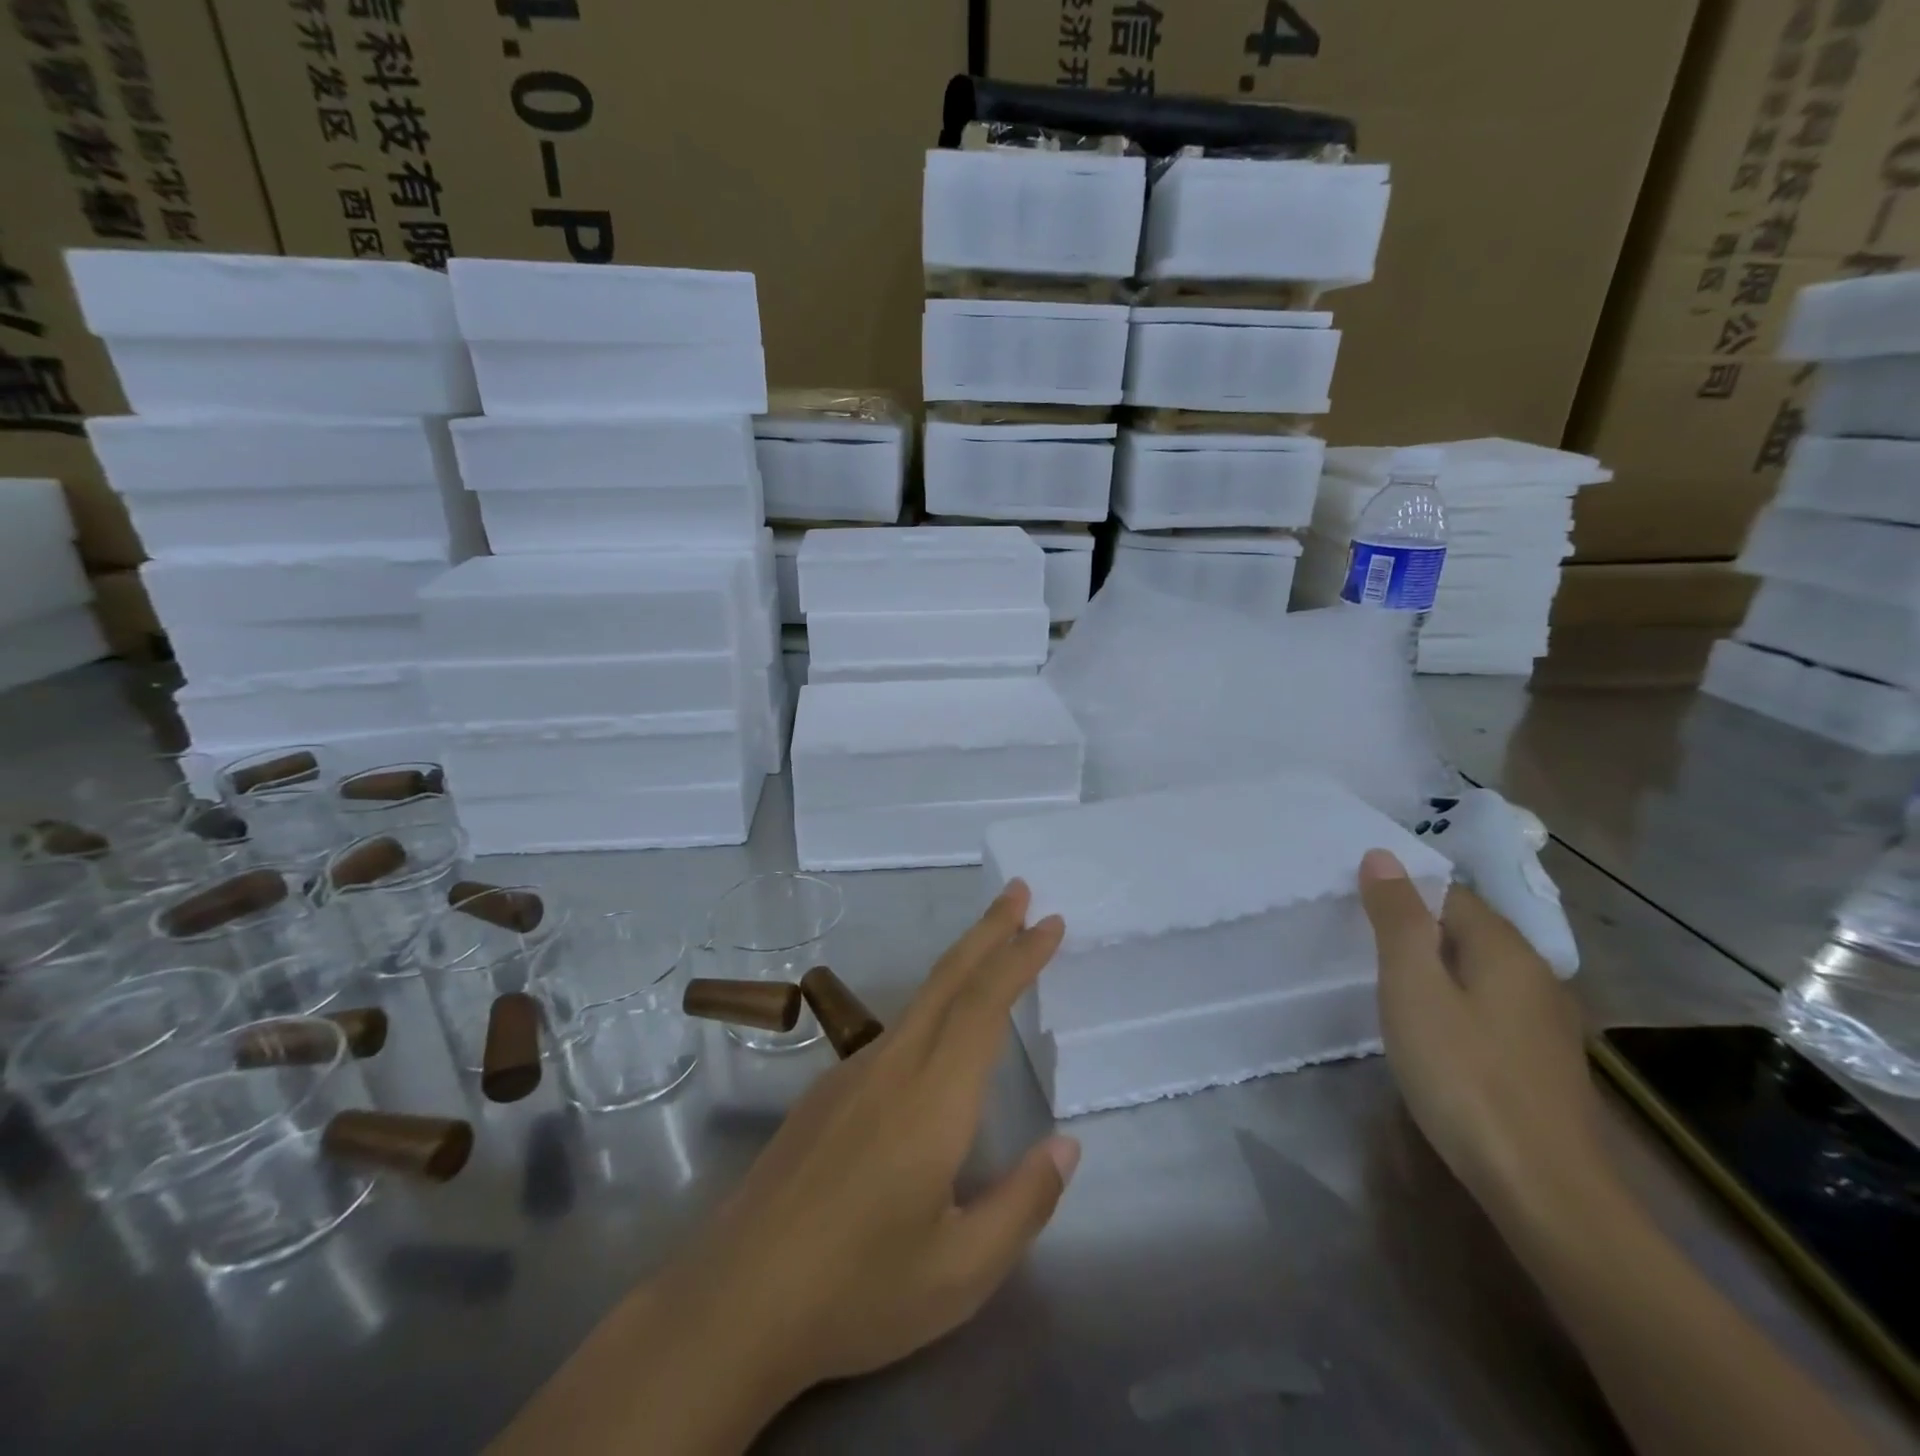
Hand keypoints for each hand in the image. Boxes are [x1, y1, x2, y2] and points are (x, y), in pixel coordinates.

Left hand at [655, 880, 1077, 1408]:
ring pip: (920, 1000)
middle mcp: (892, 1066)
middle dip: (988, 930)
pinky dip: (932, 1005)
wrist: (735, 1302)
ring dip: (962, 963)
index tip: (1049, 922)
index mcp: (933, 1098)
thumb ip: (1024, 1204)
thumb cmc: (857, 1292)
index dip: (1019, 957)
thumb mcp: (961, 1272)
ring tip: (992, 948)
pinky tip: (938, 1034)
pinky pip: (894, 1031)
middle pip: (948, 979)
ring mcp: (851, 1075)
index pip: (984, 1005)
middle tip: (1018, 891)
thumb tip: (1067, 1146)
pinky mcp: (826, 1094)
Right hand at [1357, 849, 1609, 1228]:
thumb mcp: (1413, 988)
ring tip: (1388, 988)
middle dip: (1417, 930)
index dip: (1402, 894)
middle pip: (1466, 931)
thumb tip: (1382, 855)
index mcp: (1506, 949)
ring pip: (1478, 972)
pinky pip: (1489, 1009)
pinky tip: (1432, 1035)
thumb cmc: (1464, 1075)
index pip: (1449, 894)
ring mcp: (1545, 1023)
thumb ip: (1398, 919)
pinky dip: (1455, 1005)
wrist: (1543, 1189)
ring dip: (1435, 970)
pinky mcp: (1542, 1062)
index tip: (1356, 912)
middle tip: (1362, 948)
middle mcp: (1536, 976)